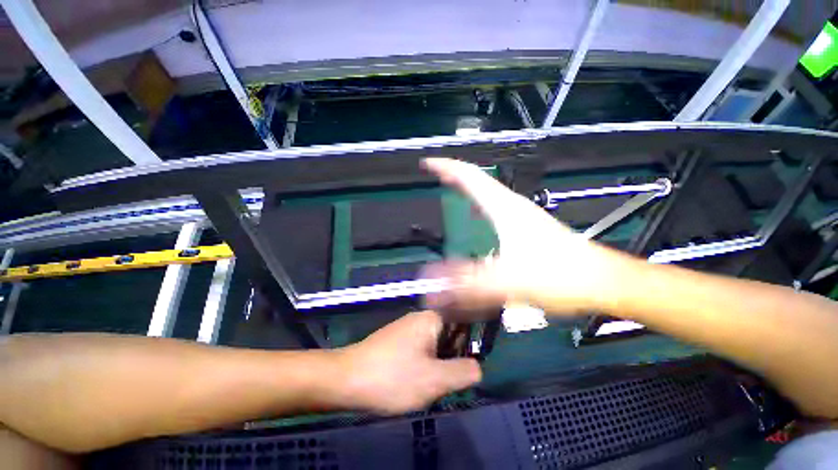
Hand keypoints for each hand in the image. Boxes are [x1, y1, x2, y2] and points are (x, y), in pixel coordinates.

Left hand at [336, 311, 481, 414]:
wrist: (346, 379)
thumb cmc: (393, 377)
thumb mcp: (435, 380)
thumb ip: (464, 372)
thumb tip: (479, 366)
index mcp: (431, 319)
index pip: (462, 322)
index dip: (468, 344)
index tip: (465, 366)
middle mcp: (420, 318)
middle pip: (448, 335)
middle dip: (450, 359)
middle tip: (443, 382)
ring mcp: (406, 329)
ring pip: (434, 346)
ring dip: (436, 365)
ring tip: (427, 385)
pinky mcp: (396, 340)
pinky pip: (420, 350)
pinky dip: (423, 365)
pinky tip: (412, 382)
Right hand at [421, 158, 636, 317]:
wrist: (601, 282)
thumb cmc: (560, 276)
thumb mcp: (508, 281)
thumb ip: (468, 284)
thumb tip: (432, 285)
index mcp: (505, 208)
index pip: (470, 177)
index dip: (447, 167)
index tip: (428, 164)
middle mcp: (511, 206)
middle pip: (477, 182)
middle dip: (454, 177)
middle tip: (434, 181)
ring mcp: (520, 216)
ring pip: (487, 195)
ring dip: (466, 192)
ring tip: (447, 196)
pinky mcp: (526, 229)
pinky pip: (493, 211)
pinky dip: (477, 210)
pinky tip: (473, 225)